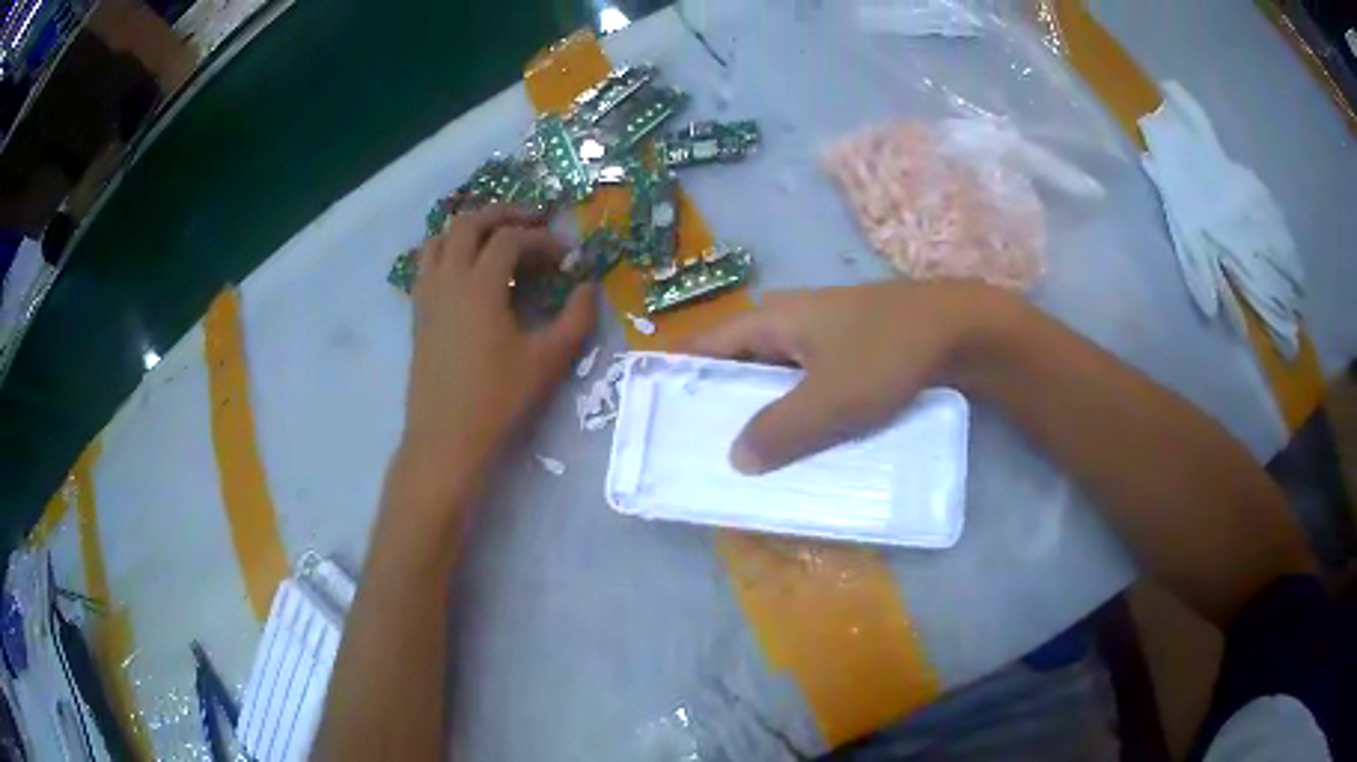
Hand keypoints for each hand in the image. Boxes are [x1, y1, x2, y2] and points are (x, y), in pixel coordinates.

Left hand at [400, 205, 595, 492]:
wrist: (446, 441)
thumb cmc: (498, 401)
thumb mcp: (548, 361)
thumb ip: (576, 318)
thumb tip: (588, 287)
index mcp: (480, 286)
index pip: (511, 239)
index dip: (542, 239)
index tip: (566, 256)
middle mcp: (448, 279)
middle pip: (469, 223)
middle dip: (503, 214)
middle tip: (533, 223)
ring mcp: (427, 296)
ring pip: (440, 238)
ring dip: (469, 229)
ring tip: (496, 240)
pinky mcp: (417, 314)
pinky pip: (426, 264)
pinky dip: (447, 251)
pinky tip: (467, 273)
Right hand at [681, 280, 1007, 473]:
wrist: (959, 329)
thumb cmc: (886, 353)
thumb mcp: (830, 400)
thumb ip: (779, 431)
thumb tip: (735, 459)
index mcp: (771, 320)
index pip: (705, 346)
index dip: (677, 375)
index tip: (656, 414)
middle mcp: (789, 323)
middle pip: (738, 364)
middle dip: (718, 404)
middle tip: (700, 449)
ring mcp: (822, 336)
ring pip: (776, 378)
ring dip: (761, 412)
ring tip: (745, 456)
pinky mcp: (850, 351)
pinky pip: (808, 384)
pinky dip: (797, 410)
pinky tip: (801, 441)